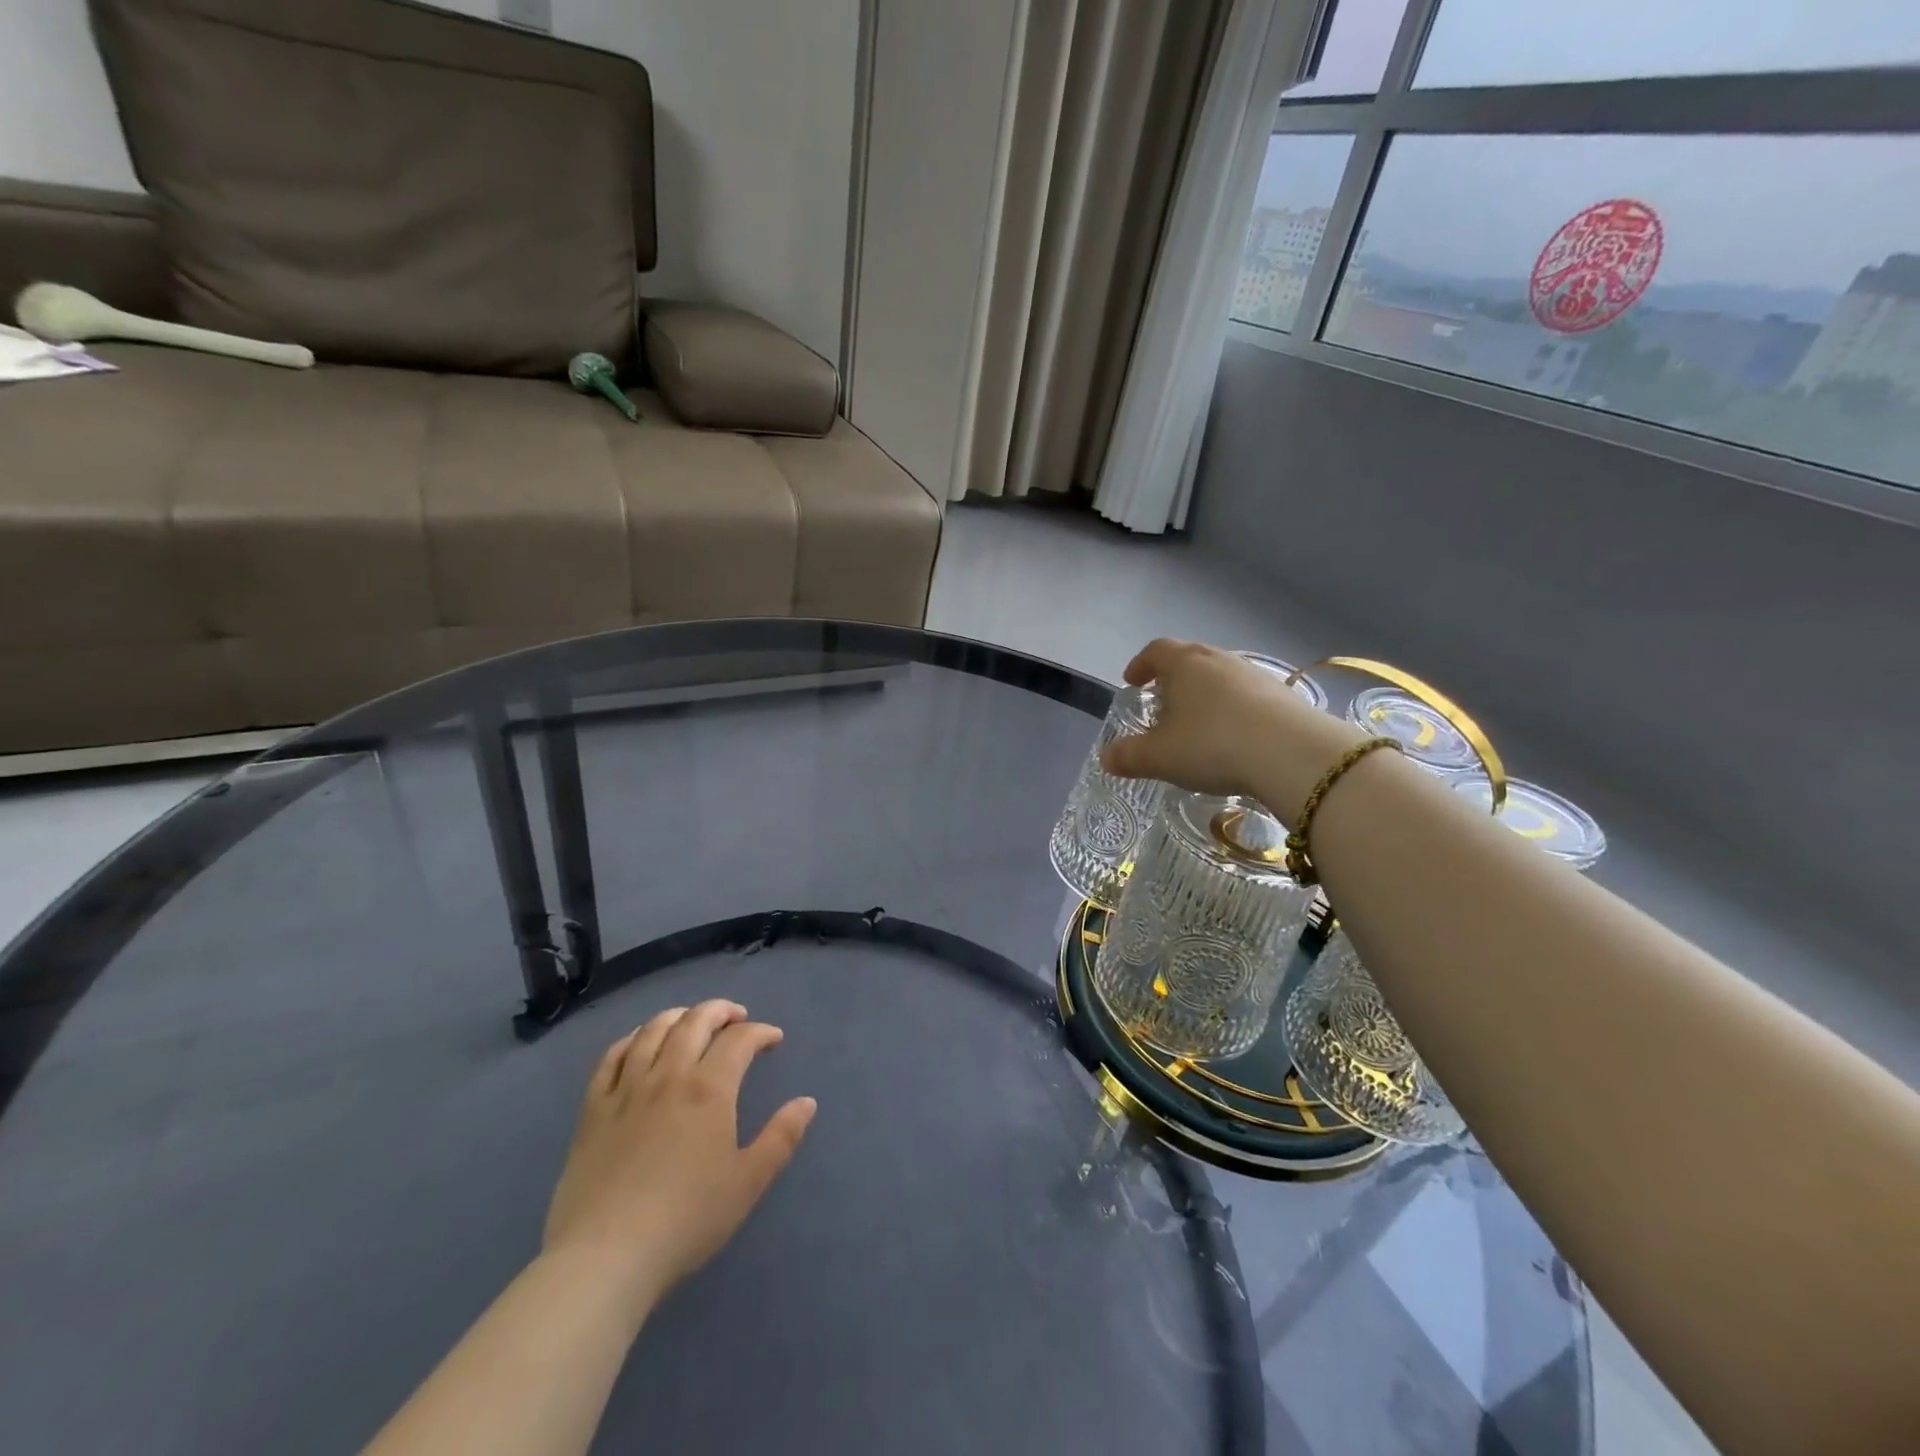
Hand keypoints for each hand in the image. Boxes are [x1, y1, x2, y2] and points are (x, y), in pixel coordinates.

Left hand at [542, 1000, 815, 1315]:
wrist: (605, 1258)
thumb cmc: (686, 1220)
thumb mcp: (748, 1182)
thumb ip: (781, 1137)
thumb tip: (807, 1102)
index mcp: (709, 1089)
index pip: (740, 1039)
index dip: (761, 1032)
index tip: (773, 1041)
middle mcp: (669, 1075)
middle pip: (696, 1020)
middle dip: (721, 1011)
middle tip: (737, 1018)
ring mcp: (627, 1089)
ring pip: (653, 1030)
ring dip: (679, 1015)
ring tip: (692, 1020)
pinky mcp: (594, 1109)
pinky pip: (612, 1056)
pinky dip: (632, 1038)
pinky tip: (640, 1042)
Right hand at [1101, 639, 1360, 820]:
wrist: (1293, 755)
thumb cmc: (1212, 746)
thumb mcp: (1160, 757)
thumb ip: (1129, 756)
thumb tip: (1106, 758)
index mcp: (1185, 664)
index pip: (1156, 650)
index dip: (1141, 664)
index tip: (1132, 682)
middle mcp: (1220, 660)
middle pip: (1190, 659)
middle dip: (1172, 679)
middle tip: (1162, 703)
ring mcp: (1255, 675)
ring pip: (1220, 677)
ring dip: (1204, 694)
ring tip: (1197, 725)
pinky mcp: (1283, 696)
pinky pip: (1247, 696)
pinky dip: (1232, 710)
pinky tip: (1232, 738)